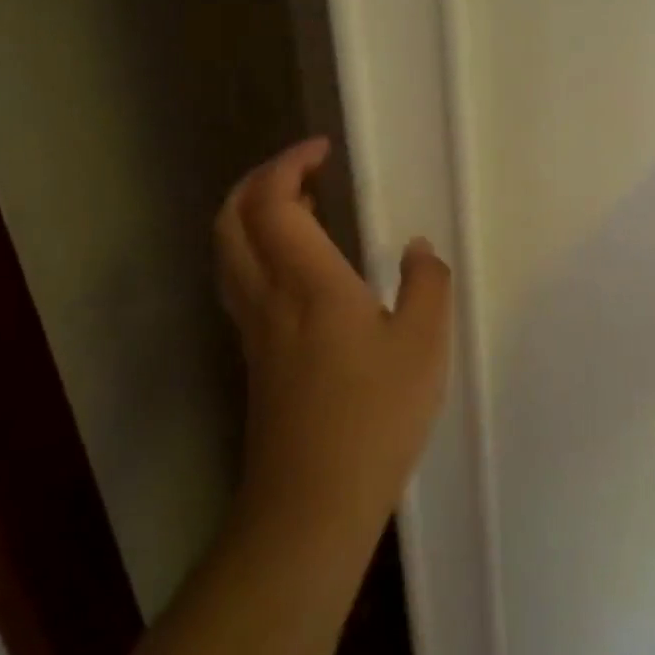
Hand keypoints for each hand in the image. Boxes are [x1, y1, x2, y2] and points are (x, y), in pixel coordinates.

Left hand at [213, 138, 451, 541]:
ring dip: (252, 214)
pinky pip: (240, 281)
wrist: (311, 504)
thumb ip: (426, 283)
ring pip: (228, 251)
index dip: (289, 163)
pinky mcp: (255, 358)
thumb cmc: (374, 417)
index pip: (273, 201)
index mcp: (307, 282)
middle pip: (232, 219)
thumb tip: (415, 249)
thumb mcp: (424, 344)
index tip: (323, 150)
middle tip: (304, 170)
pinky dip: (257, 250)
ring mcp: (254, 329)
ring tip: (302, 207)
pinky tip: (299, 267)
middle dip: (259, 180)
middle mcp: (268, 296)